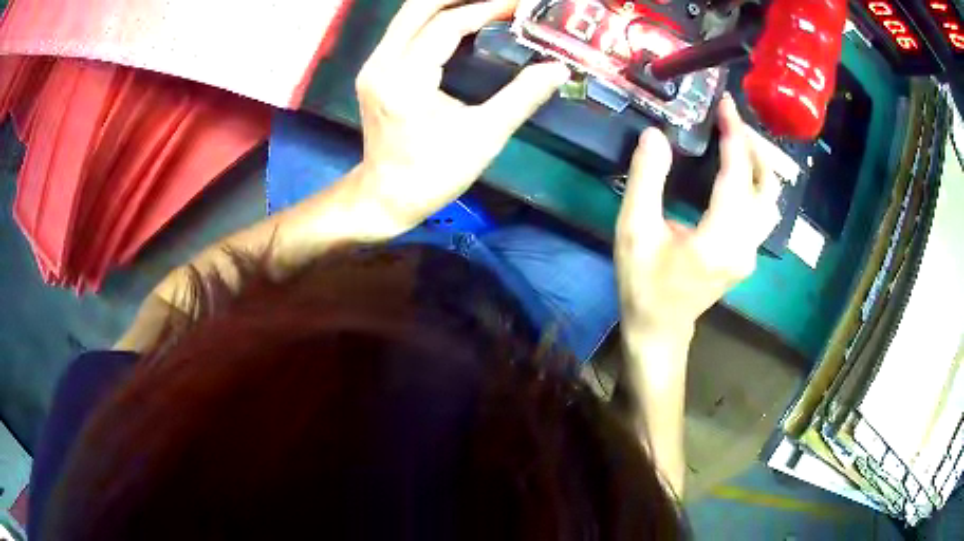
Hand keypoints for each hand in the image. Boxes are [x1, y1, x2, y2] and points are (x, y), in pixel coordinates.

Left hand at [351, 0, 569, 232]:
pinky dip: (434, 18)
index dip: (485, 9)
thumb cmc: (433, 174)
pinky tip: (462, 21)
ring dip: (446, 4)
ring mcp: (374, 65)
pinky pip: (405, 30)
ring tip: (485, 4)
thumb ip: (522, 97)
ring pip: (408, 15)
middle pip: (418, 7)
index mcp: (406, 80)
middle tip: (500, 0)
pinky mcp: (374, 70)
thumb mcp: (483, 137)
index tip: (518, 5)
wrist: (385, 196)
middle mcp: (382, 63)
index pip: (445, 25)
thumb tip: (558, 69)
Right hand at [615, 95, 780, 337]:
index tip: (726, 104)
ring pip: (770, 200)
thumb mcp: (634, 230)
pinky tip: (737, 171)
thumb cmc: (643, 284)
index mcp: (720, 239)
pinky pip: (762, 211)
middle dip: (753, 146)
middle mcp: (745, 245)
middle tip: (731, 121)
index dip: (734, 135)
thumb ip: (646, 180)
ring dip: (759, 165)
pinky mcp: (747, 255)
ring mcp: (750, 253)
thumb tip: (655, 135)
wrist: (659, 329)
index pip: (738, 175)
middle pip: (766, 186)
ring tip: (737, 141)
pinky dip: (754, 183)